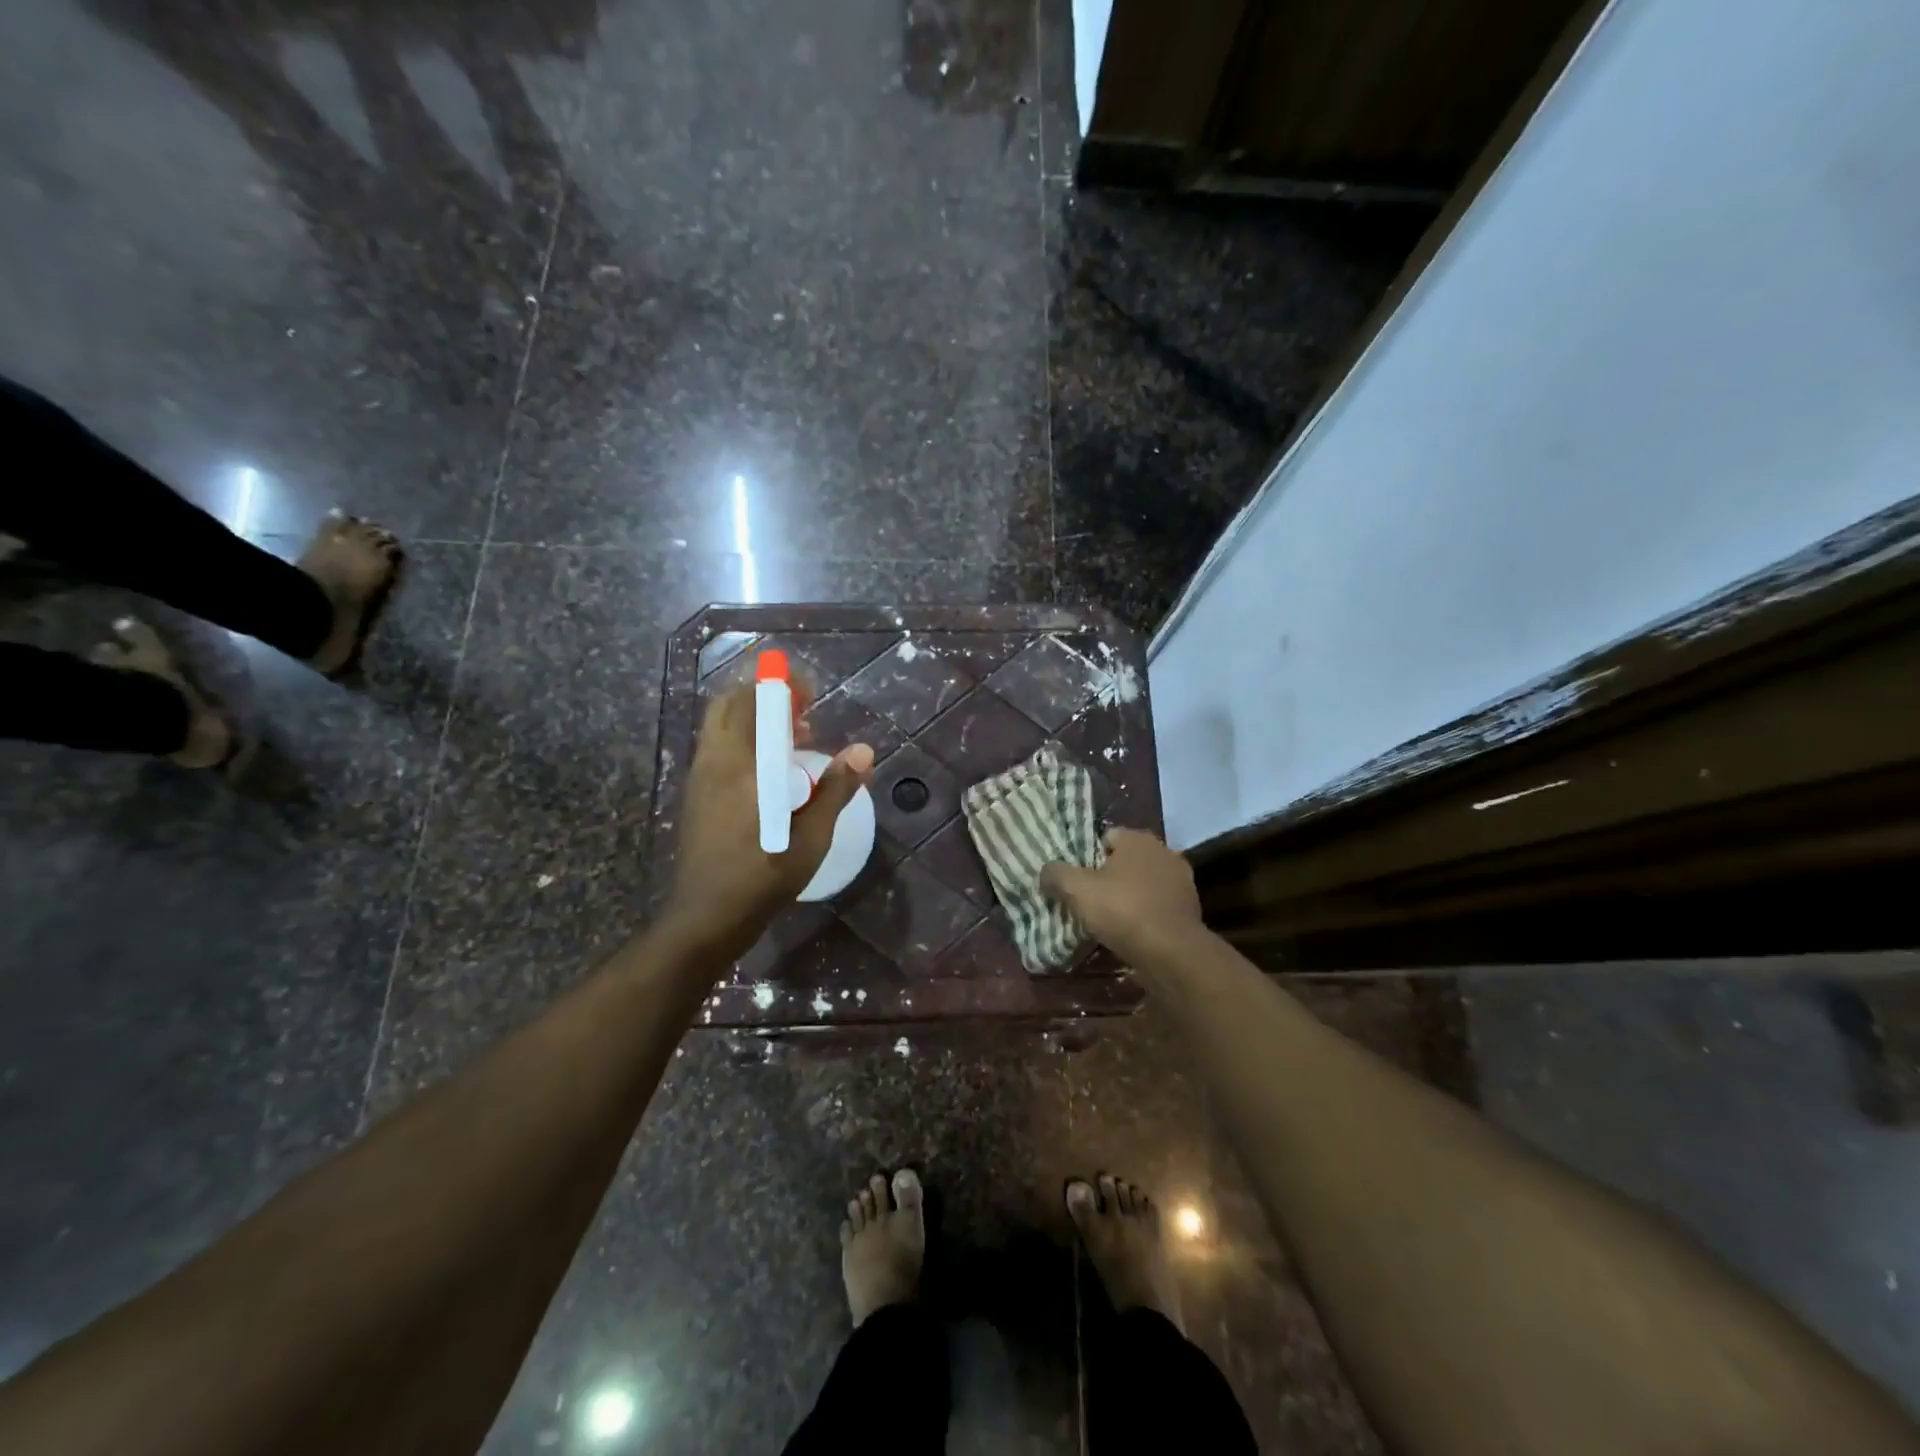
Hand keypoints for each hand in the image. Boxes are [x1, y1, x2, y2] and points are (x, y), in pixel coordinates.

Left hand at [665, 685, 874, 957]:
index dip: (781, 686)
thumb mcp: (811, 838)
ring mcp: (700, 778)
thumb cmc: (763, 879)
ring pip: (720, 725)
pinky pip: (718, 747)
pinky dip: (742, 740)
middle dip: (764, 696)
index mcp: (744, 768)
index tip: (809, 691)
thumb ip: (836, 789)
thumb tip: (864, 751)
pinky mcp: (696, 794)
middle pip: (729, 704)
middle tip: (800, 712)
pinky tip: (770, 771)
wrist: (705, 917)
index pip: (755, 703)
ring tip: (793, 740)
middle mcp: (716, 762)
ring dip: (753, 718)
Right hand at [1040, 828, 1201, 958]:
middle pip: (1126, 860)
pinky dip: (1145, 914)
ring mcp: (1182, 881)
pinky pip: (1158, 905)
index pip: (1105, 837)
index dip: (1087, 857)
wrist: (1171, 952)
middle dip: (1109, 876)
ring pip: (1144, 883)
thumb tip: (1045, 871)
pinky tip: (1132, 933)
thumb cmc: (1122, 910)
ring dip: (1129, 896)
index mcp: (1138, 839)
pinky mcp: (1190, 909)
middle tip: (1089, 899)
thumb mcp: (1077, 890)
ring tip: (1109, 920)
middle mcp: (1164, 852)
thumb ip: (1056, 874)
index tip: (1076, 880)